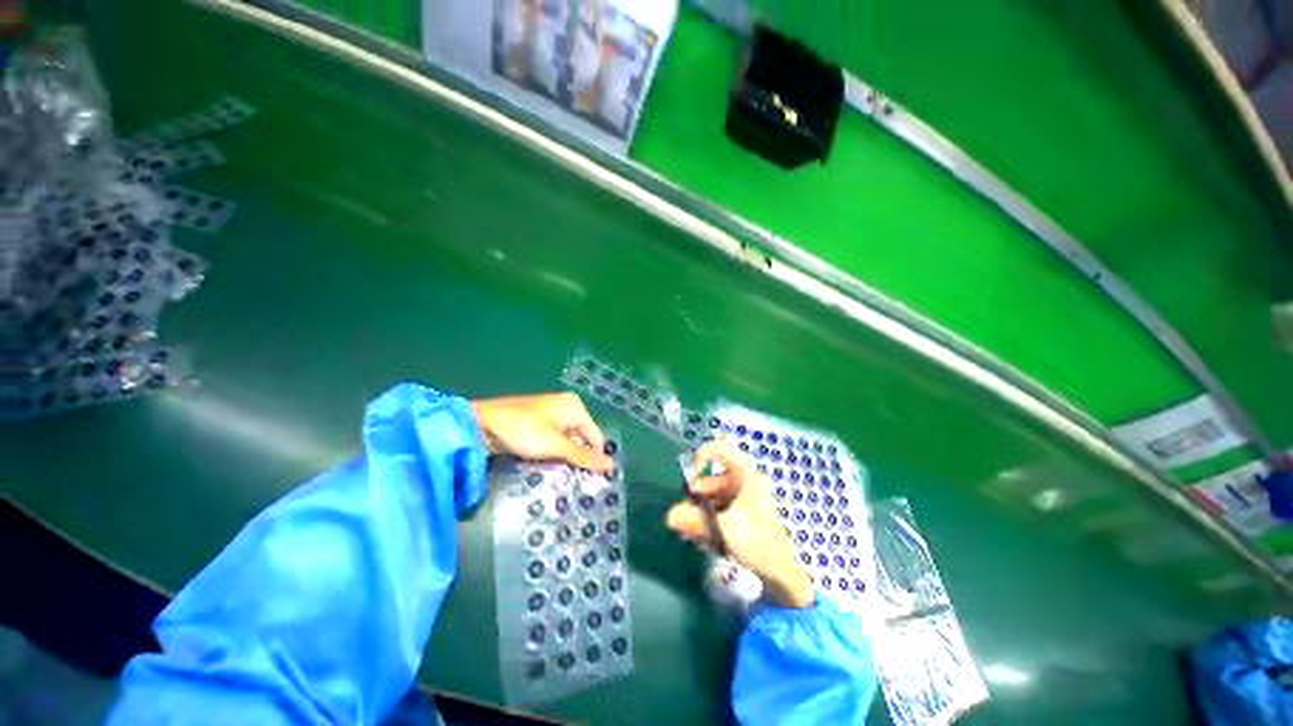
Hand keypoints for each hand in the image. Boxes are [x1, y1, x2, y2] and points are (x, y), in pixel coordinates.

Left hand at [472, 392, 613, 472]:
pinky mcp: (538, 427)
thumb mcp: (556, 446)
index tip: (597, 483)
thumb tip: (612, 466)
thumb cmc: (524, 431)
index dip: (596, 459)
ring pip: (567, 444)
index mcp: (575, 407)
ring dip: (566, 461)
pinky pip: (554, 443)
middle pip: (582, 440)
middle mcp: (566, 409)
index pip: (595, 436)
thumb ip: (583, 457)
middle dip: (580, 461)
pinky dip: (554, 456)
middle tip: (580, 485)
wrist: (480, 424)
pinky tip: (551, 471)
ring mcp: (551, 417)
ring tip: (566, 482)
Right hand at [667, 440, 814, 608]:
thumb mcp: (723, 530)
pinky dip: (708, 520)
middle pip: (712, 479)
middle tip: (682, 516)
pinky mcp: (742, 514)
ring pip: (713, 497)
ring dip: (700, 512)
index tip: (691, 473)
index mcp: (746, 476)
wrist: (781, 574)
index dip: (704, 455)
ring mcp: (743, 499)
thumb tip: (669, 516)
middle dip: (696, 498)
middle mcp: (744, 483)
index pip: (723, 449)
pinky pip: (718, 510)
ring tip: (689, 532)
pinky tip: (701, 538)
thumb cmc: (757, 543)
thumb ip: (694, 521)